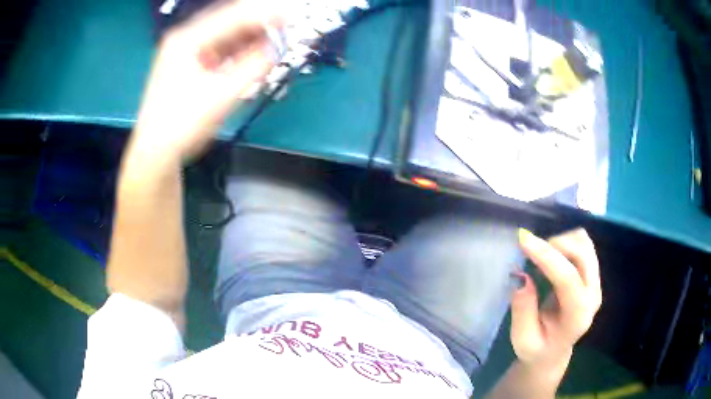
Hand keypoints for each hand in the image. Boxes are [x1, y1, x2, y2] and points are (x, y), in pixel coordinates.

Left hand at [131, 0, 286, 160]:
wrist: (156, 154)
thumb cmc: (181, 127)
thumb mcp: (221, 96)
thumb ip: (253, 68)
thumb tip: (278, 48)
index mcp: (186, 41)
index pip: (232, 17)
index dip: (263, 15)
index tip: (289, 17)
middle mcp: (184, 41)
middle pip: (228, 23)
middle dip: (257, 27)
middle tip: (283, 33)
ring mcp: (185, 53)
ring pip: (224, 37)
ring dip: (249, 40)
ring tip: (272, 46)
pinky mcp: (189, 66)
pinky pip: (219, 51)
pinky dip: (237, 52)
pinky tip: (252, 57)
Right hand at [510, 228, 602, 380]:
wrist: (552, 352)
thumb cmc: (536, 348)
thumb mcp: (522, 339)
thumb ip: (523, 311)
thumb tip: (521, 278)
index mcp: (577, 316)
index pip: (568, 278)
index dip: (547, 256)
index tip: (523, 240)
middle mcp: (593, 296)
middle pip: (583, 254)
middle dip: (556, 244)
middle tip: (530, 249)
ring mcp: (596, 283)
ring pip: (585, 245)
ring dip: (561, 241)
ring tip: (541, 255)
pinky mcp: (592, 275)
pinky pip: (584, 245)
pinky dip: (566, 241)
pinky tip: (552, 255)